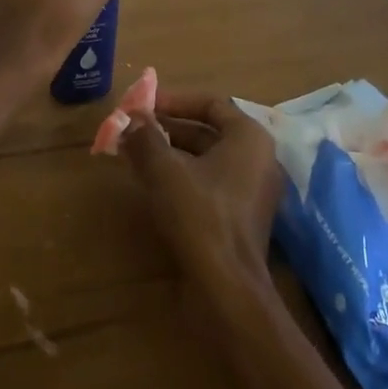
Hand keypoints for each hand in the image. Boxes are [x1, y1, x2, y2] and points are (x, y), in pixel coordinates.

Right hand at [121, 92, 283, 286]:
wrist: (227, 288)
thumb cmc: (200, 214)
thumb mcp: (164, 169)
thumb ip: (145, 138)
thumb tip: (129, 119)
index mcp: (249, 137)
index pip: (211, 103)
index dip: (174, 100)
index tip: (144, 105)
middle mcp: (258, 159)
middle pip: (208, 131)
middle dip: (167, 128)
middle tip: (133, 129)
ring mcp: (252, 191)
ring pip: (206, 160)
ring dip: (170, 153)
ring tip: (134, 153)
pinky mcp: (241, 219)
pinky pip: (209, 184)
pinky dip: (181, 177)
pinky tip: (151, 183)